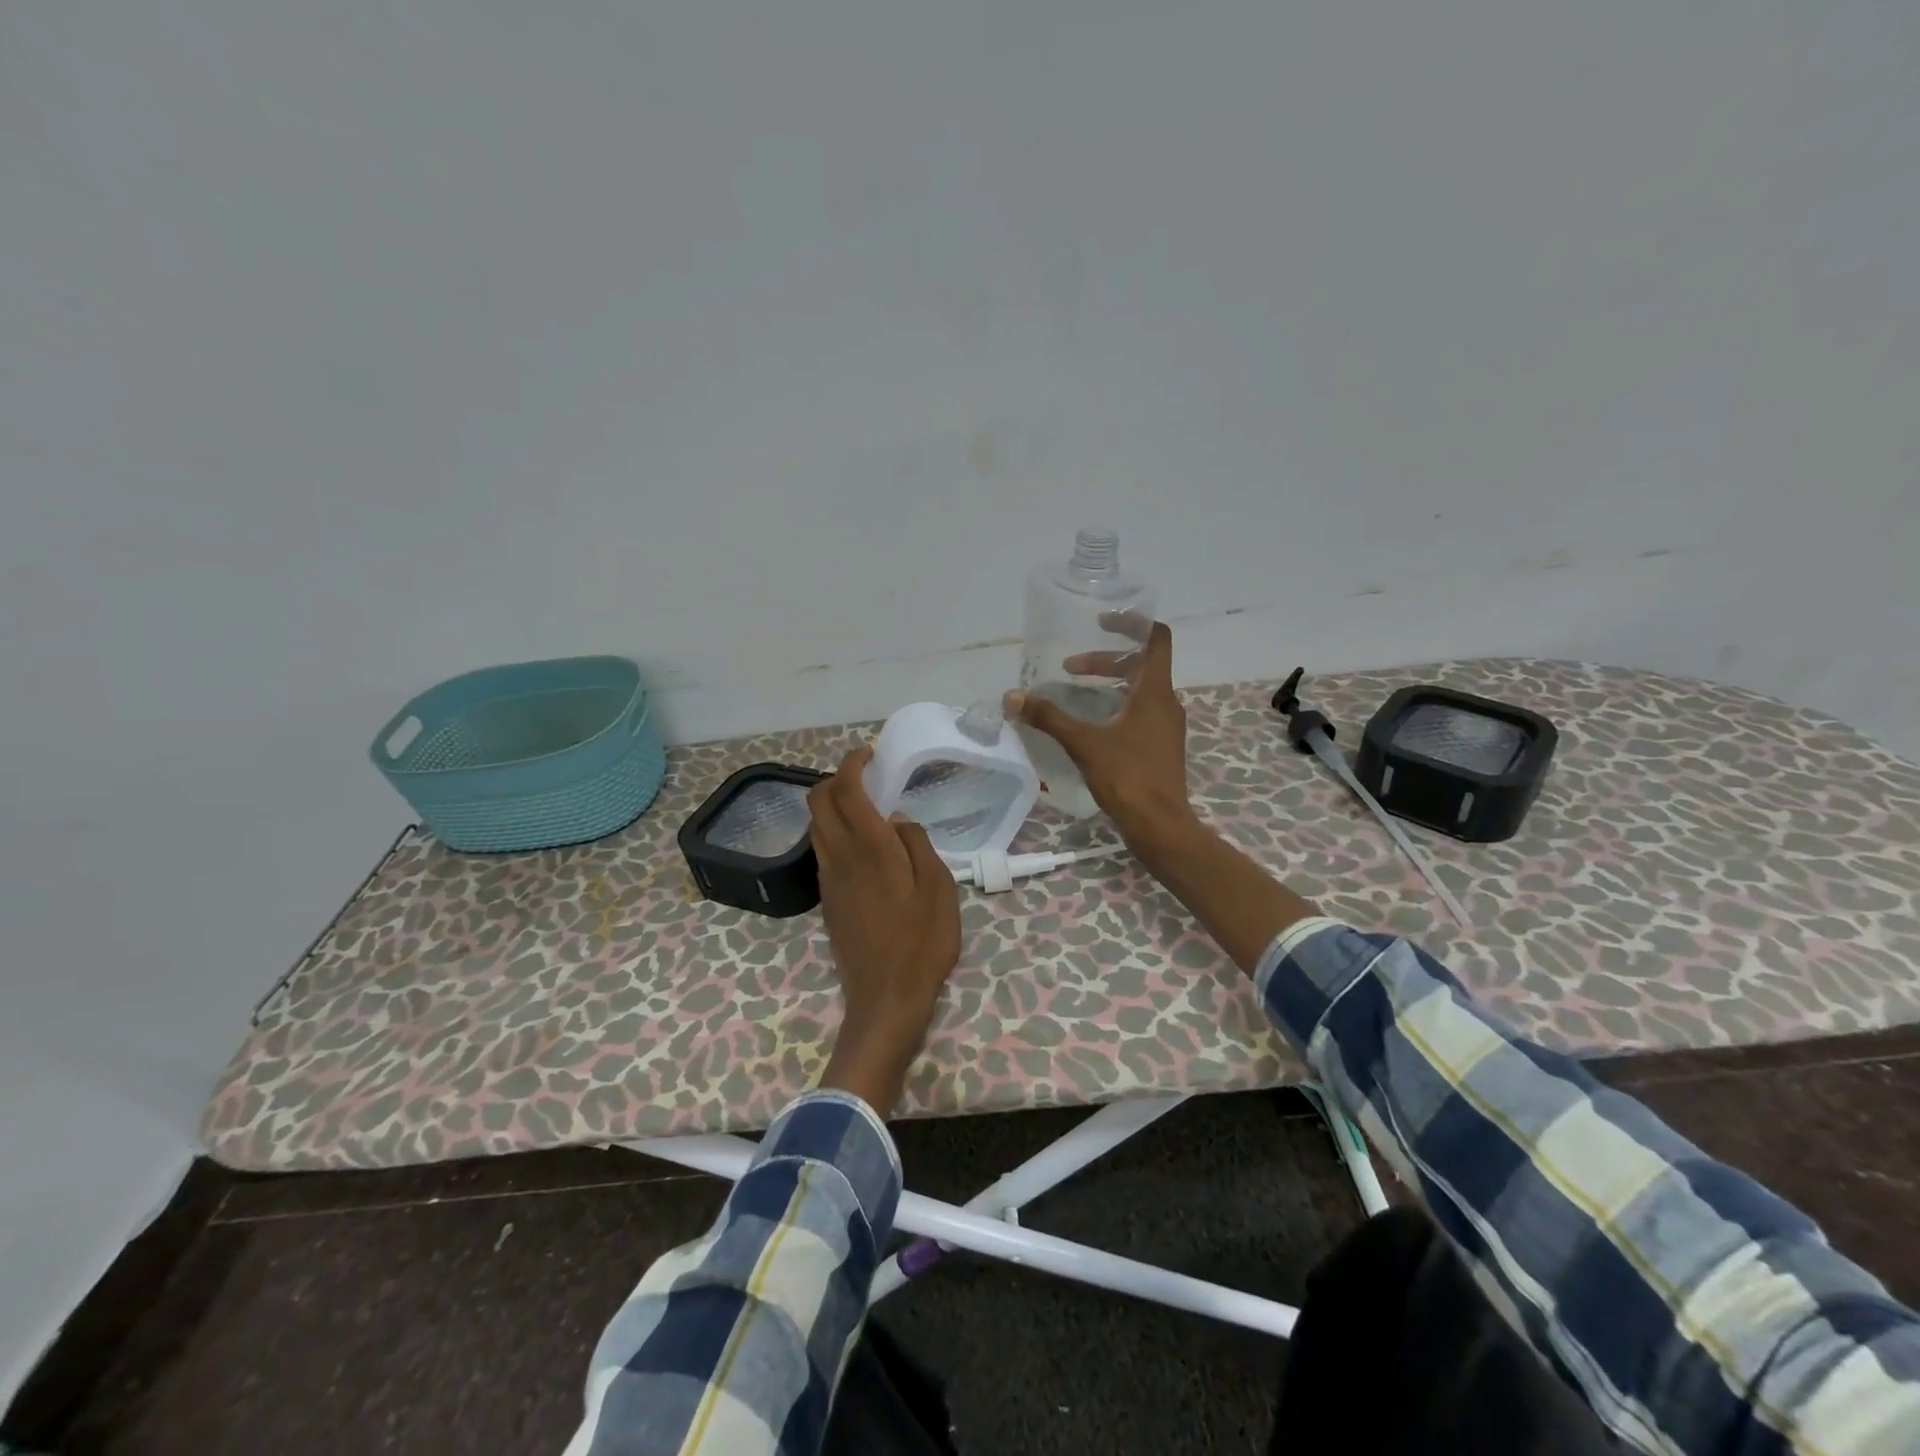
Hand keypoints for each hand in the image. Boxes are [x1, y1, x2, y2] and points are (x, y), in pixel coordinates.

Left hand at [807, 745, 962, 1112]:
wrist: (886, 999)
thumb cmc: (922, 941)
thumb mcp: (938, 887)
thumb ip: (917, 844)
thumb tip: (898, 820)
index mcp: (869, 847)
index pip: (845, 789)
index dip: (851, 763)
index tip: (868, 753)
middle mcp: (839, 856)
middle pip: (818, 802)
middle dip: (835, 779)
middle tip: (867, 777)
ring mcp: (828, 879)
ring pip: (816, 826)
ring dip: (832, 805)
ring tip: (867, 807)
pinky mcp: (827, 900)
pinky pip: (822, 850)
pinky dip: (834, 831)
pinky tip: (864, 845)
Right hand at [1005, 619, 1196, 852]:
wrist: (1160, 826)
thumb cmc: (1127, 777)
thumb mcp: (1083, 743)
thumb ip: (1049, 717)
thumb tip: (1012, 697)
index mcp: (1155, 692)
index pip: (1156, 638)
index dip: (1132, 624)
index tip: (1102, 622)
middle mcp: (1167, 703)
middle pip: (1141, 665)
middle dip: (1105, 661)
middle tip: (1070, 667)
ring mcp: (1167, 726)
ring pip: (1141, 690)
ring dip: (1111, 684)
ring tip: (1077, 692)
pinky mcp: (1161, 747)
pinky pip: (1141, 712)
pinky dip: (1117, 706)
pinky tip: (1092, 725)